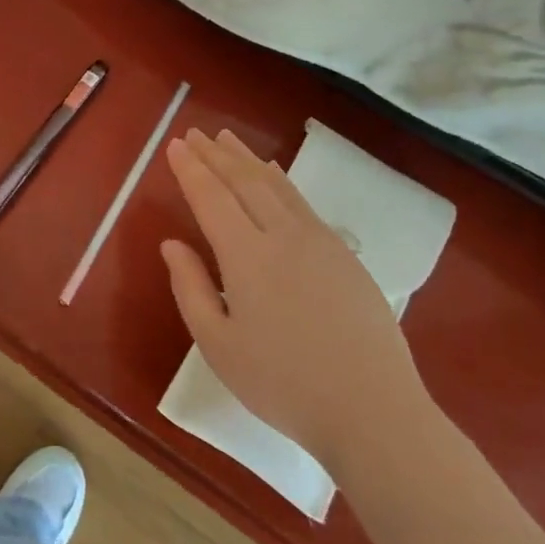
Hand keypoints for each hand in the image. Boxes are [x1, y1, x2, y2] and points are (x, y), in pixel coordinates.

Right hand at [162, 128, 429, 465]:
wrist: (373, 410)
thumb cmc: (283, 384)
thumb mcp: (218, 345)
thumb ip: (190, 288)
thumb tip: (171, 243)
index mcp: (246, 256)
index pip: (211, 197)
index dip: (191, 168)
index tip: (175, 144)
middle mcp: (281, 235)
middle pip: (243, 181)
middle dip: (215, 155)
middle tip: (195, 133)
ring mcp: (318, 241)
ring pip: (275, 185)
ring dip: (246, 158)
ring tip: (227, 139)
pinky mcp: (344, 254)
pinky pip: (301, 201)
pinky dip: (280, 179)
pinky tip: (273, 173)